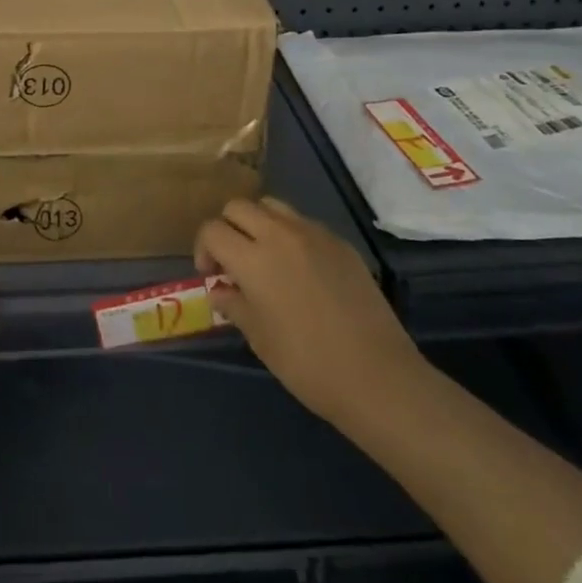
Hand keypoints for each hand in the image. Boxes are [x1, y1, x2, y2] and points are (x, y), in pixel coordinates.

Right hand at [195, 197, 425, 430]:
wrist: (377, 376)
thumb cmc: (308, 364)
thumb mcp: (259, 339)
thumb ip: (234, 305)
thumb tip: (220, 289)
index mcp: (253, 258)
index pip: (212, 230)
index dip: (203, 249)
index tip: (212, 275)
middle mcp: (280, 234)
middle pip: (238, 207)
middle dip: (227, 228)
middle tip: (233, 261)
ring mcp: (314, 234)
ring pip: (272, 206)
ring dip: (258, 224)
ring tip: (265, 257)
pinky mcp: (341, 243)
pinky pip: (304, 223)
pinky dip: (290, 235)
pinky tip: (300, 269)